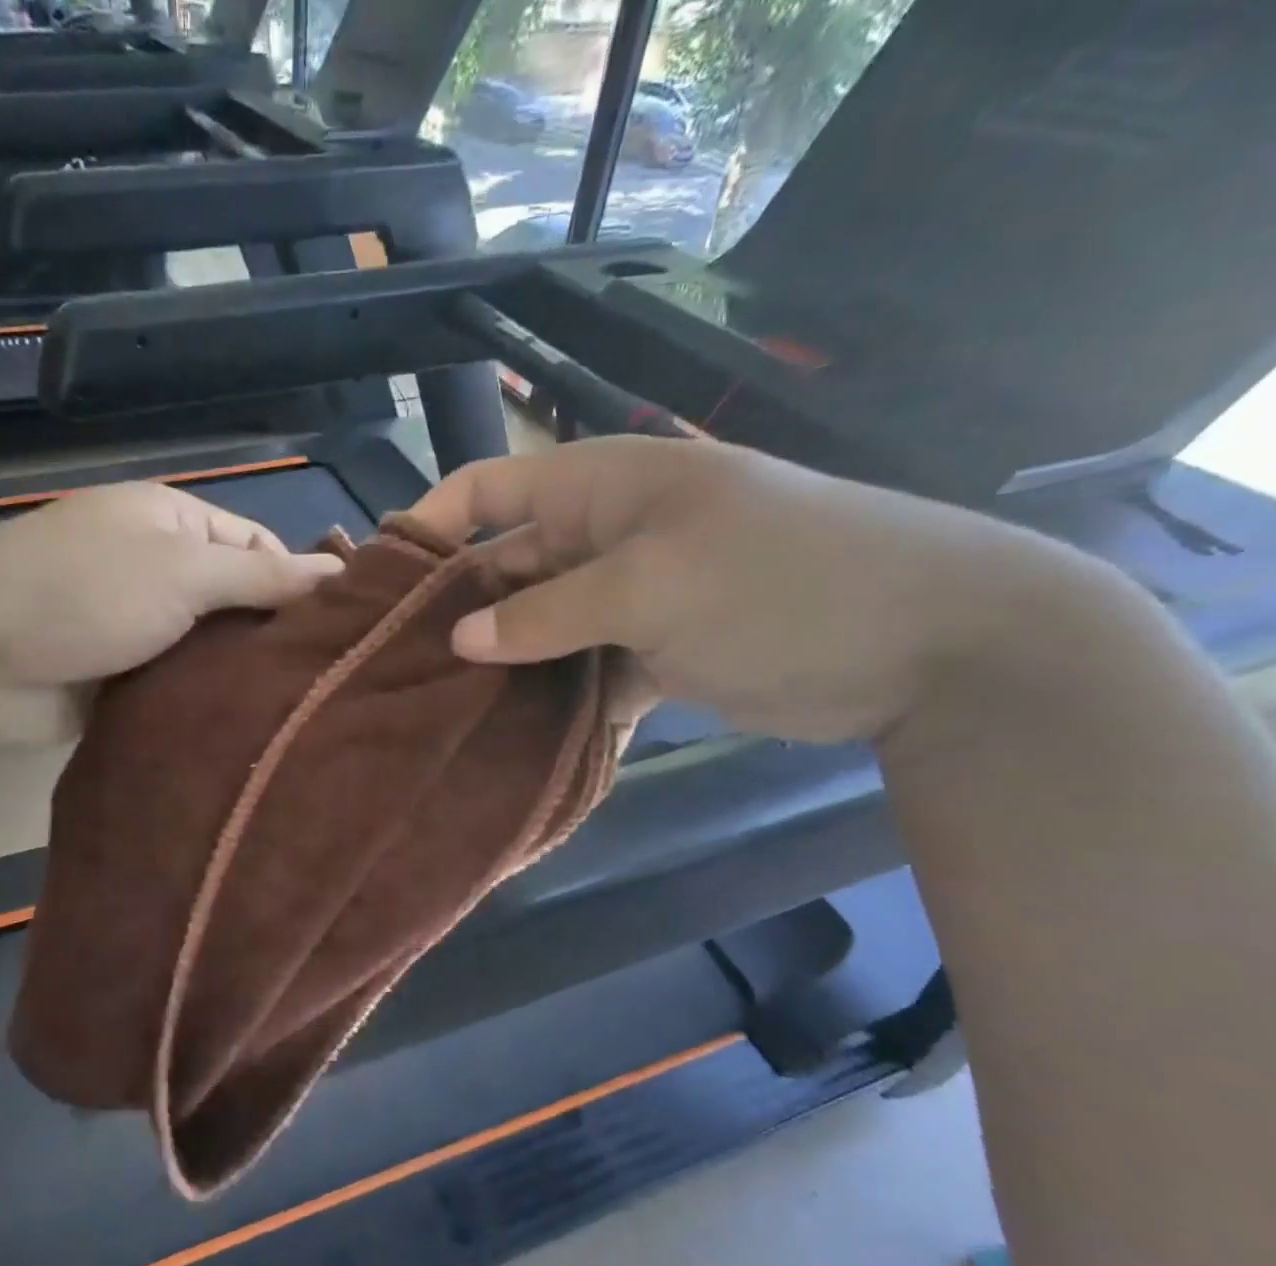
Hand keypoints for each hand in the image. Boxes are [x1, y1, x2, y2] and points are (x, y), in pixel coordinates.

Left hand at [0, 482, 342, 739]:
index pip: (258, 542)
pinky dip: (203, 697)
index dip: (297, 581)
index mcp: (171, 519)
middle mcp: (156, 563)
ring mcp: (135, 620)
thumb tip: (340, 571)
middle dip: (269, 634)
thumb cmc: (82, 593)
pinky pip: (177, 679)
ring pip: (208, 644)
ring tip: (293, 710)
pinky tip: (242, 723)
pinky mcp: (119, 671)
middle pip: (235, 596)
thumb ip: (262, 574)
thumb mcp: (183, 572)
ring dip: (237, 672)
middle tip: (320, 682)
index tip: (334, 633)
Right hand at [411, 437, 1122, 742]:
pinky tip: (514, 737)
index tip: (379, 582)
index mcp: (598, 489)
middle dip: (459, 611)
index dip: (430, 525)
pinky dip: (555, 701)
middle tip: (403, 666)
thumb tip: (459, 639)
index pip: (488, 489)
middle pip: (506, 567)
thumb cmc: (779, 580)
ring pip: (540, 628)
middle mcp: (603, 537)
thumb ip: (548, 613)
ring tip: (444, 709)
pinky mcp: (652, 654)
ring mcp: (629, 598)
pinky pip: (582, 672)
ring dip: (503, 664)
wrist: (924, 643)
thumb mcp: (651, 587)